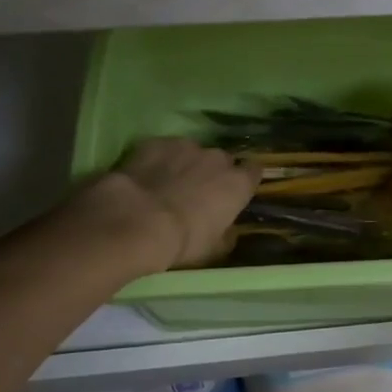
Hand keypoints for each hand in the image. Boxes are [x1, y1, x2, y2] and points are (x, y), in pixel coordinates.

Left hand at [74, 139, 259, 272]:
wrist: (137, 222)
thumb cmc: (183, 241)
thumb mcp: (213, 249)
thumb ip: (227, 234)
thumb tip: (230, 230)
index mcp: (237, 183)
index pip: (253, 172)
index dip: (244, 181)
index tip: (235, 192)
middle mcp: (217, 158)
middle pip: (222, 161)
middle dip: (213, 173)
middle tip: (197, 193)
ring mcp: (186, 146)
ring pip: (192, 152)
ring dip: (185, 165)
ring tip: (167, 184)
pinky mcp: (157, 143)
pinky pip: (164, 149)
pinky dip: (159, 160)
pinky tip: (146, 176)